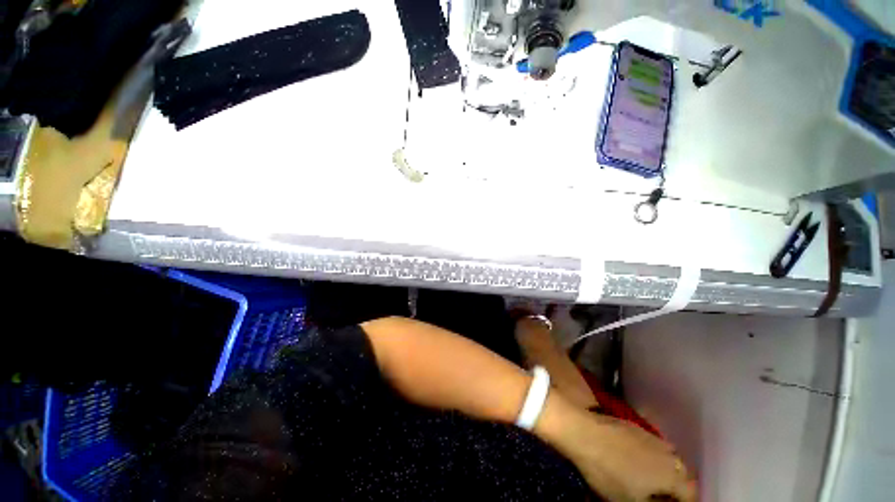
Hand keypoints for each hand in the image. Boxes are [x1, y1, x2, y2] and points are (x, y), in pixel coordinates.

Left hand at [537, 396, 695, 501]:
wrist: (582, 432)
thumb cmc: (608, 472)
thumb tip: (660, 500)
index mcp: (673, 474)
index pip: (691, 494)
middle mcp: (668, 452)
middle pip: (681, 474)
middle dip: (675, 488)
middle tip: (659, 496)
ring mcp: (650, 435)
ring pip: (667, 457)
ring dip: (663, 470)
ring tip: (647, 481)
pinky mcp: (633, 425)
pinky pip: (650, 445)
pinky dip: (649, 456)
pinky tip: (633, 460)